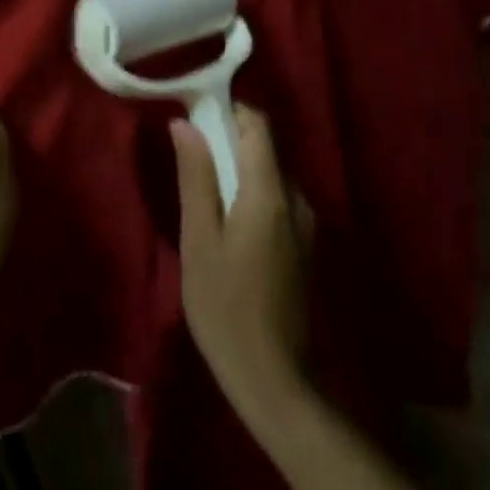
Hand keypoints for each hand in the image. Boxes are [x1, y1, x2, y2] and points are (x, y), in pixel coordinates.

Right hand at [172, 104, 314, 427]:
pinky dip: (250, 193)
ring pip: (269, 173)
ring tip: (202, 190)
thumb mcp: (199, 240)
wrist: (274, 379)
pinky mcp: (303, 243)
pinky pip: (275, 198)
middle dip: (228, 139)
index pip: (257, 124)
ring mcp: (304, 222)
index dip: (227, 110)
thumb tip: (185, 123)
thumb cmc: (225, 307)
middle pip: (264, 146)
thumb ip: (196, 177)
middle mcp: (295, 197)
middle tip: (190, 156)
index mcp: (270, 192)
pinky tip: (226, 221)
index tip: (195, 116)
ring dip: (238, 169)